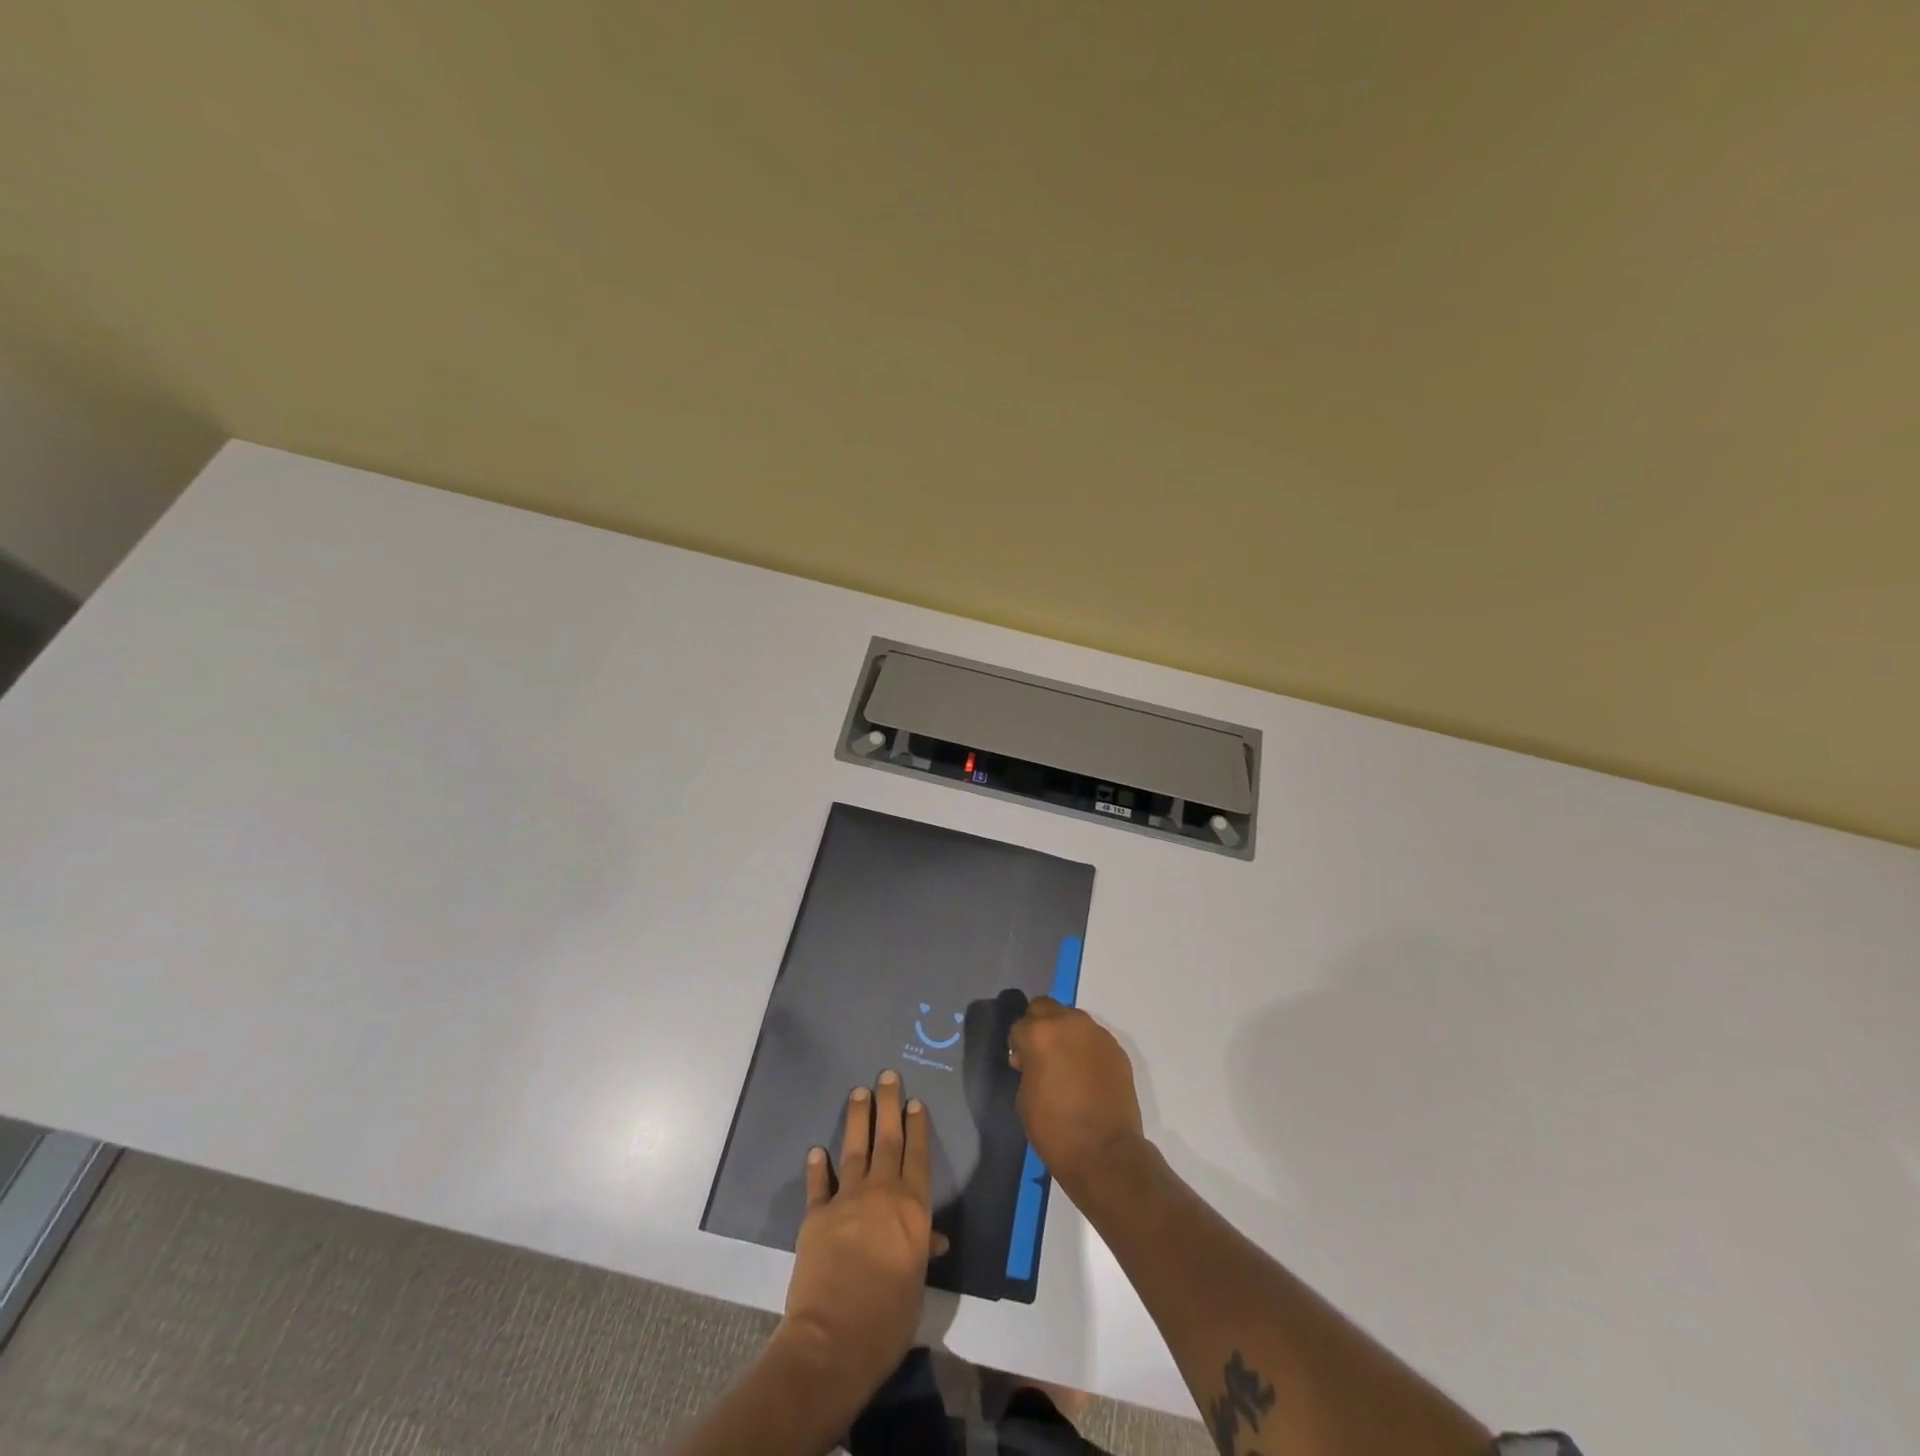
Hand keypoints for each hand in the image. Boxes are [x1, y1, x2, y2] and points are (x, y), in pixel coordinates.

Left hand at [777, 1070, 941, 1413]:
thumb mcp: (916, 1284)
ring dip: (857, 1119)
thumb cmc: (889, 1318)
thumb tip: (935, 1238)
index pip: (918, 1156)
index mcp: (913, 1208)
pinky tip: (817, 1150)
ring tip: (858, 1093)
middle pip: (887, 1140)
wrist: (834, 1339)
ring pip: (855, 1149)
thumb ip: (922, 1252)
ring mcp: (847, 1200)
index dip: (917, 1127)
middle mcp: (882, 1193)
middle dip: (888, 1105)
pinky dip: (818, 1166)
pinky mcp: (816, 1215)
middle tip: (887, 1076)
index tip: (916, 1101)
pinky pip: (819, 1183)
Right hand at [1009, 997, 1145, 1197]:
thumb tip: (1032, 1058)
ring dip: (1064, 1033)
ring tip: (1066, 1064)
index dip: (1017, 1044)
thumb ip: (1027, 1065)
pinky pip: (1093, 1038)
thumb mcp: (1024, 1095)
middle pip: (1045, 1007)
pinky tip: (1087, 1074)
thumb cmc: (1054, 1128)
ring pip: (1072, 1019)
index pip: (1019, 1024)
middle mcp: (1069, 1023)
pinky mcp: (1116, 1048)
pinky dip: (1085, 1048)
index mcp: (1040, 1033)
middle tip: (1041, 1055)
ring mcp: (1096, 1033)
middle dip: (1039, 1025)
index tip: (1021, 1063)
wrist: (1104, 1152)